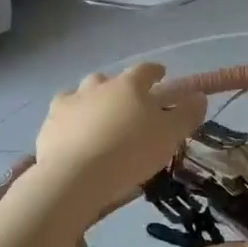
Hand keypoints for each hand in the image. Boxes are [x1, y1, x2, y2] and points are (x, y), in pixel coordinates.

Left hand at [33, 63, 205, 210]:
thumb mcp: (169, 135)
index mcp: (129, 84)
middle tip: (128, 104)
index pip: (145, 70)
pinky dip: (70, 122)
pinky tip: (74, 136)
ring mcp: (69, 103)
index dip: (155, 72)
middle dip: (119, 87)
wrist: (75, 177)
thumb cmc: (130, 152)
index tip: (161, 75)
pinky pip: (62, 116)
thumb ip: (186, 114)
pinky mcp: (49, 125)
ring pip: (81, 94)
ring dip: (91, 101)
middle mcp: (97, 86)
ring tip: (97, 119)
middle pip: (109, 79)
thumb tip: (198, 96)